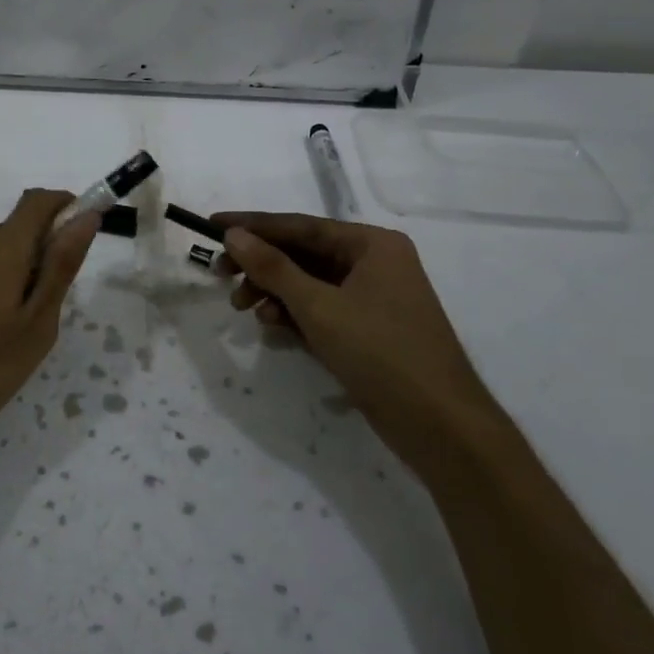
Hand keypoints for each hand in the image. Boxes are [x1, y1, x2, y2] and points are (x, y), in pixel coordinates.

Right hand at [213, 212, 504, 472]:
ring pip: (309, 283)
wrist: (442, 427)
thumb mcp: (318, 307)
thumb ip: (273, 267)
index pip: (300, 225)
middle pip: (303, 253)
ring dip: (274, 292)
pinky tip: (273, 327)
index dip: (253, 226)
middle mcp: (375, 262)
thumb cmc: (381, 353)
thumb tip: (234, 235)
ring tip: (244, 310)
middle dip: (261, 266)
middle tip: (221, 276)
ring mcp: (374, 297)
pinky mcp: (369, 329)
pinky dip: (295, 314)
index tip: (211, 227)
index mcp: (372, 244)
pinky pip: (322, 308)